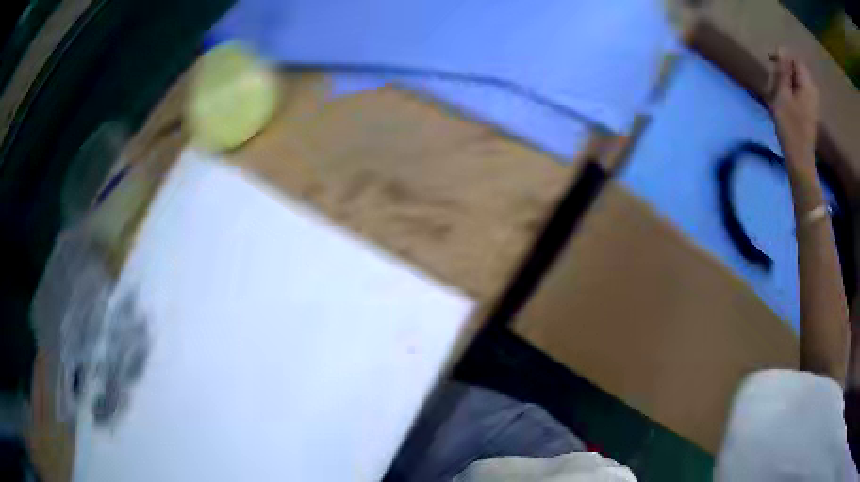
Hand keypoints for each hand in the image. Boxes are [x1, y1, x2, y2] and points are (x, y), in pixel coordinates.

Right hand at [767, 48, 818, 176]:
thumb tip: (781, 50)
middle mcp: (812, 90)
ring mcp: (812, 102)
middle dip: (782, 72)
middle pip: (795, 69)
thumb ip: (783, 71)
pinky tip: (782, 103)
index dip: (782, 56)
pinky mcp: (809, 111)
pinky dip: (788, 93)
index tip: (770, 62)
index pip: (795, 59)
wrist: (800, 161)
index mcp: (807, 85)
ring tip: (774, 96)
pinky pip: (798, 92)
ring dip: (783, 84)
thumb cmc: (790, 128)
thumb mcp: (783, 96)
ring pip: (795, 81)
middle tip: (772, 84)